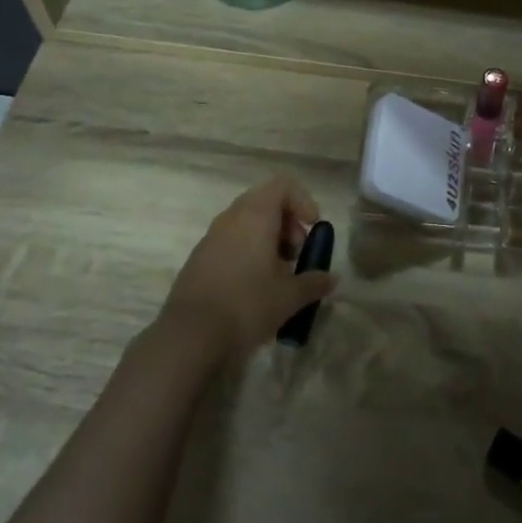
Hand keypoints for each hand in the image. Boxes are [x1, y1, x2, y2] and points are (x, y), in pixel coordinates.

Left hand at [160, 175, 337, 362]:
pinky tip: (254, 286)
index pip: (283, 185)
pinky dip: (249, 251)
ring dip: (268, 239)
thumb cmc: (246, 306)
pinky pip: (231, 240)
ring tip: (279, 274)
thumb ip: (314, 282)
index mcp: (255, 215)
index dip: (303, 201)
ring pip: (247, 222)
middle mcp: (231, 217)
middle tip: (297, 254)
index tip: (312, 228)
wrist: (189, 337)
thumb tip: (333, 278)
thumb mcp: (289, 297)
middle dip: (287, 223)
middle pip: (266, 201)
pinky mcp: (199, 257)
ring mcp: (211, 236)